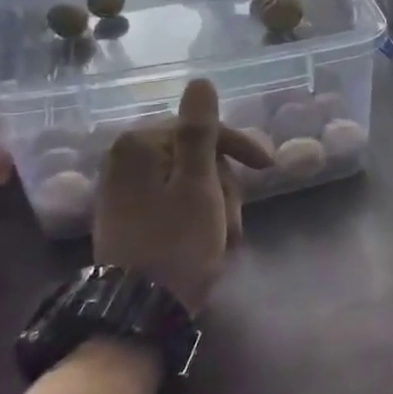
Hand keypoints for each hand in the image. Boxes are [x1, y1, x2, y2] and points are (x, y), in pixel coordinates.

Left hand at [91, 79, 272, 314]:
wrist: (140, 311)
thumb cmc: (177, 242)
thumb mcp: (198, 184)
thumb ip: (200, 132)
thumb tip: (200, 82)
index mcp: (139, 145)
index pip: (202, 130)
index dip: (239, 147)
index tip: (268, 168)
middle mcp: (124, 160)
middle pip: (197, 157)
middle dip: (224, 188)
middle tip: (232, 220)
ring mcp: (124, 191)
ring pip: (190, 183)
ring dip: (216, 207)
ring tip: (224, 239)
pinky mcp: (128, 218)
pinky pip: (174, 203)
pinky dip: (198, 219)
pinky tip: (209, 243)